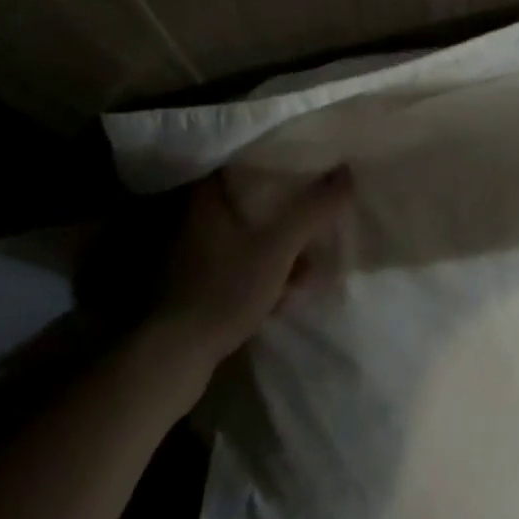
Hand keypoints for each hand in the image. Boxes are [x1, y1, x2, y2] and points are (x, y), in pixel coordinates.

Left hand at [152, 168, 353, 365]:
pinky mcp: (193, 290)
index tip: (299, 156)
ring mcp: (190, 258)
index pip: (240, 160)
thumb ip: (313, 210)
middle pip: (246, 200)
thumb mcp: (279, 246)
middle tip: (310, 207)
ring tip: (307, 259)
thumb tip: (346, 172)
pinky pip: (236, 267)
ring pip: (244, 237)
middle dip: (281, 208)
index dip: (271, 156)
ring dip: (275, 245)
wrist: (173, 361)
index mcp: (207, 198)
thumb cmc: (224, 289)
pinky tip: (285, 292)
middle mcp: (194, 221)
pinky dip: (260, 272)